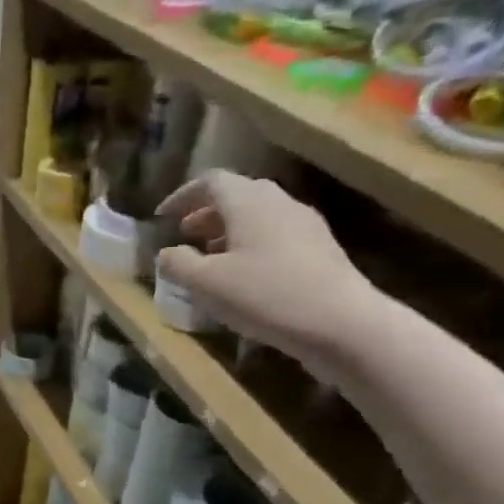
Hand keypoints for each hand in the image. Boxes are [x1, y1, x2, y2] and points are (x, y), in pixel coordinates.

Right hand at [155, 172, 374, 364]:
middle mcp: (279, 203)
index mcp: (248, 202)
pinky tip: (244, 275)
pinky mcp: (320, 249)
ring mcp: (304, 225)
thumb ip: (178, 264)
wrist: (340, 322)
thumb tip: (166, 253)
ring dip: (229, 231)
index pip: (211, 182)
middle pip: (238, 195)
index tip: (162, 216)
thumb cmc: (264, 295)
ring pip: (258, 216)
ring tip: (210, 257)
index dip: (182, 196)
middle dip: (206, 213)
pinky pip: (276, 235)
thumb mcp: (206, 284)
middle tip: (185, 235)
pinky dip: (251, 245)